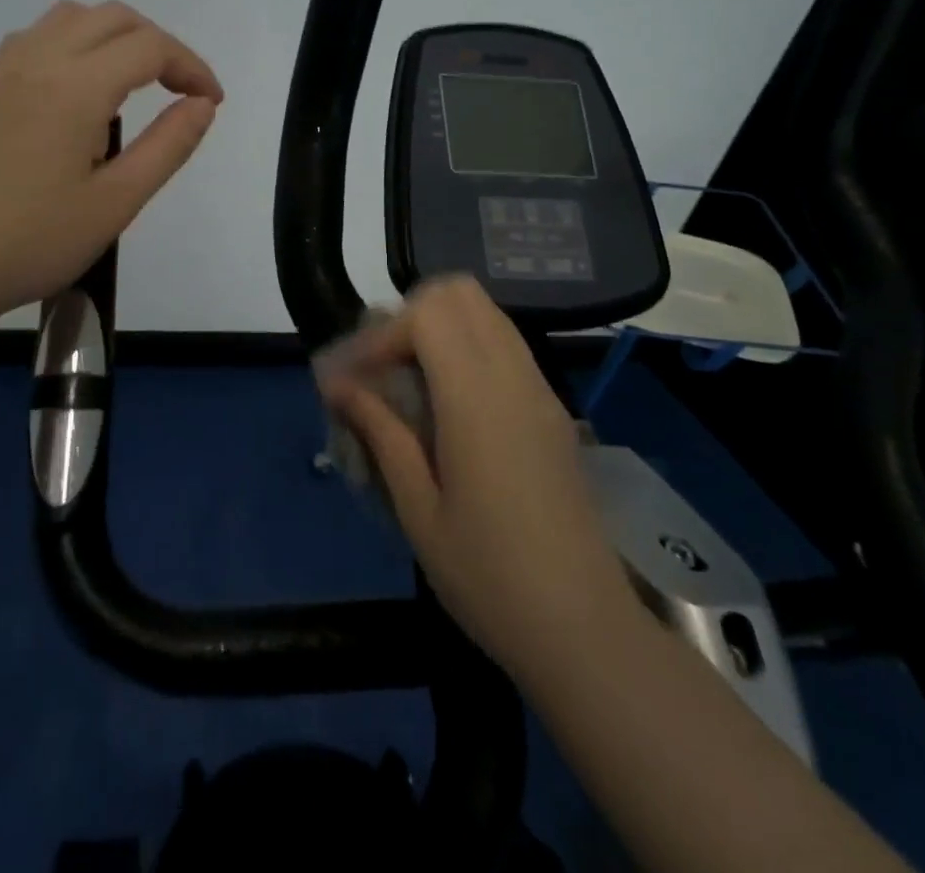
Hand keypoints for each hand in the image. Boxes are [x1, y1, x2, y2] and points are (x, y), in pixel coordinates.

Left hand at [0, 0, 221, 325]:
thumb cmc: (33, 242)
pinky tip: (75, 90)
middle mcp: (37, 60)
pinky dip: (73, 44)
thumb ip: (168, 147)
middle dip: (158, 45)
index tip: (210, 102)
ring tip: (131, 85)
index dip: (191, 66)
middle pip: (113, 18)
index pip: (150, 47)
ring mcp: (1, 69)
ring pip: (69, 17)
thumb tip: (202, 104)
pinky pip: (34, 37)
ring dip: (114, 36)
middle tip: (179, 91)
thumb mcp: (117, 203)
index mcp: (75, 88)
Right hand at [316, 277, 640, 680]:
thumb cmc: (489, 577)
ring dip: (439, 329)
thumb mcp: (418, 508)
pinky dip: (467, 348)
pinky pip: (505, 345)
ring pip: (486, 314)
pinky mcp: (552, 409)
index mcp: (477, 398)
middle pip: (460, 294)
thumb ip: (380, 431)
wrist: (586, 631)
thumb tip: (338, 384)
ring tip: (408, 382)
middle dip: (410, 316)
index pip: (427, 313)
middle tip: (383, 368)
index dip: (382, 334)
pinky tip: (447, 404)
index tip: (354, 380)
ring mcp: (540, 389)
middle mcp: (514, 376)